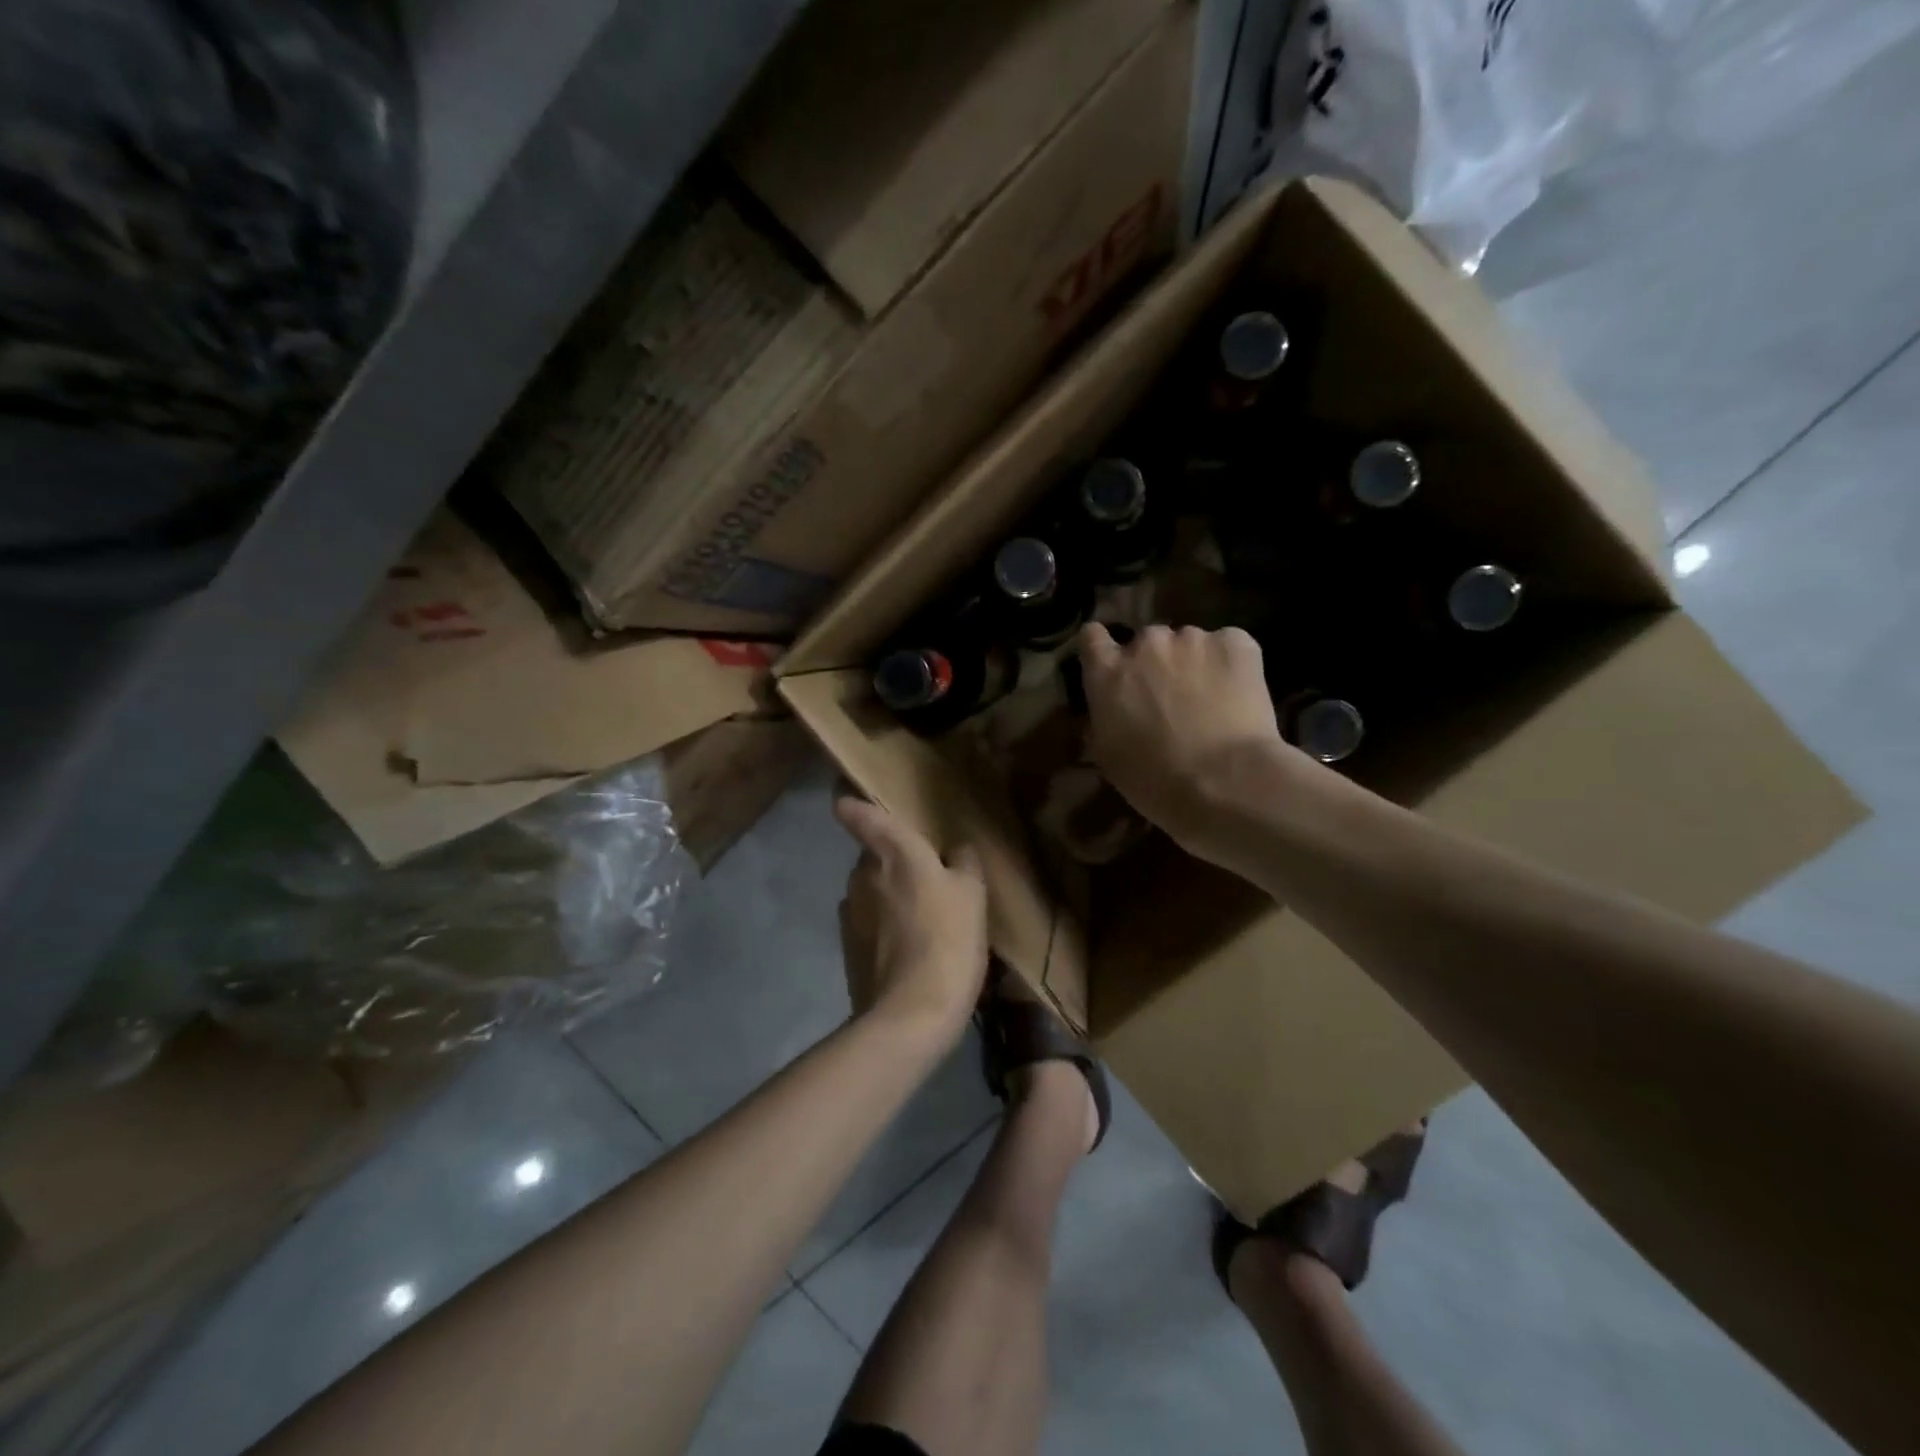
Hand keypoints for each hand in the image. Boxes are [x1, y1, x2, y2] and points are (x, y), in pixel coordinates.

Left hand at [835, 795, 988, 1038]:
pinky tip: (910, 947)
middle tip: (928, 878)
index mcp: (893, 852)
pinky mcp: (846, 946)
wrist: (910, 1015)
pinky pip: (868, 922)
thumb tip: (955, 849)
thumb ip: (963, 862)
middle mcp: (862, 873)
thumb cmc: (948, 940)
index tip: (846, 795)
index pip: (859, 813)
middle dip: (894, 861)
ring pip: (871, 890)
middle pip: (874, 855)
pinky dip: (885, 927)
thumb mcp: (973, 895)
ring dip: (891, 896)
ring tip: (924, 919)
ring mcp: (849, 911)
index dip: (851, 801)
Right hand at [1078, 623, 1303, 862]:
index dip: (1103, 649)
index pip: (1092, 637)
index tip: (1114, 666)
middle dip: (1156, 663)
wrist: (1224, 782)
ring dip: (1194, 663)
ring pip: (1190, 643)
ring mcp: (1192, 638)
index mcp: (1107, 672)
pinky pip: (1229, 645)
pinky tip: (1238, 694)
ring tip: (1211, 699)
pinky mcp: (1235, 642)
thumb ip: (1103, 717)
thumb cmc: (1155, 779)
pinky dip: (1231, 664)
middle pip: (1147, 641)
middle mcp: (1145, 643)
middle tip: (1170, 697)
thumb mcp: (1107, 755)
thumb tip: (1109, 709)